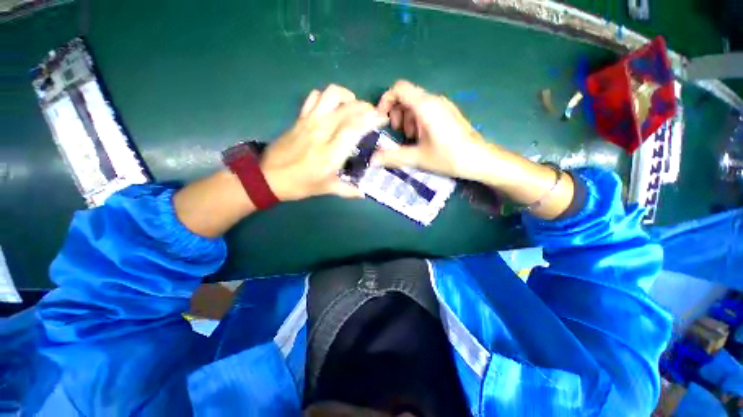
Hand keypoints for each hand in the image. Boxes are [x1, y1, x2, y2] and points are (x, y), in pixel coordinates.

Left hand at [261, 84, 387, 201]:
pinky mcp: (300, 118)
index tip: (382, 119)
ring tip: (354, 107)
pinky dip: (327, 97)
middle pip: (348, 109)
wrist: (268, 177)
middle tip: (374, 115)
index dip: (372, 119)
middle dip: (366, 107)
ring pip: (331, 95)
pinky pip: (314, 97)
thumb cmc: (300, 185)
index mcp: (331, 153)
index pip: (355, 127)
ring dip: (347, 97)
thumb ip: (348, 190)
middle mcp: (322, 132)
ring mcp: (309, 122)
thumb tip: (363, 193)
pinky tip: (332, 108)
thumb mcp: (326, 189)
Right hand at [374, 80, 489, 180]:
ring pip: (415, 104)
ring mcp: (442, 106)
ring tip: (412, 138)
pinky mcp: (447, 113)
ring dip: (407, 119)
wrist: (478, 159)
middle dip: (396, 114)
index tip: (382, 119)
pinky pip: (426, 110)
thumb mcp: (417, 157)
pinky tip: (423, 138)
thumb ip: (392, 157)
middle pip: (406, 96)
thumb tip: (372, 160)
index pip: (399, 89)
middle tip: (399, 132)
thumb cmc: (448, 156)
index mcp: (425, 105)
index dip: (385, 101)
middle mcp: (434, 100)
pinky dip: (417, 121)